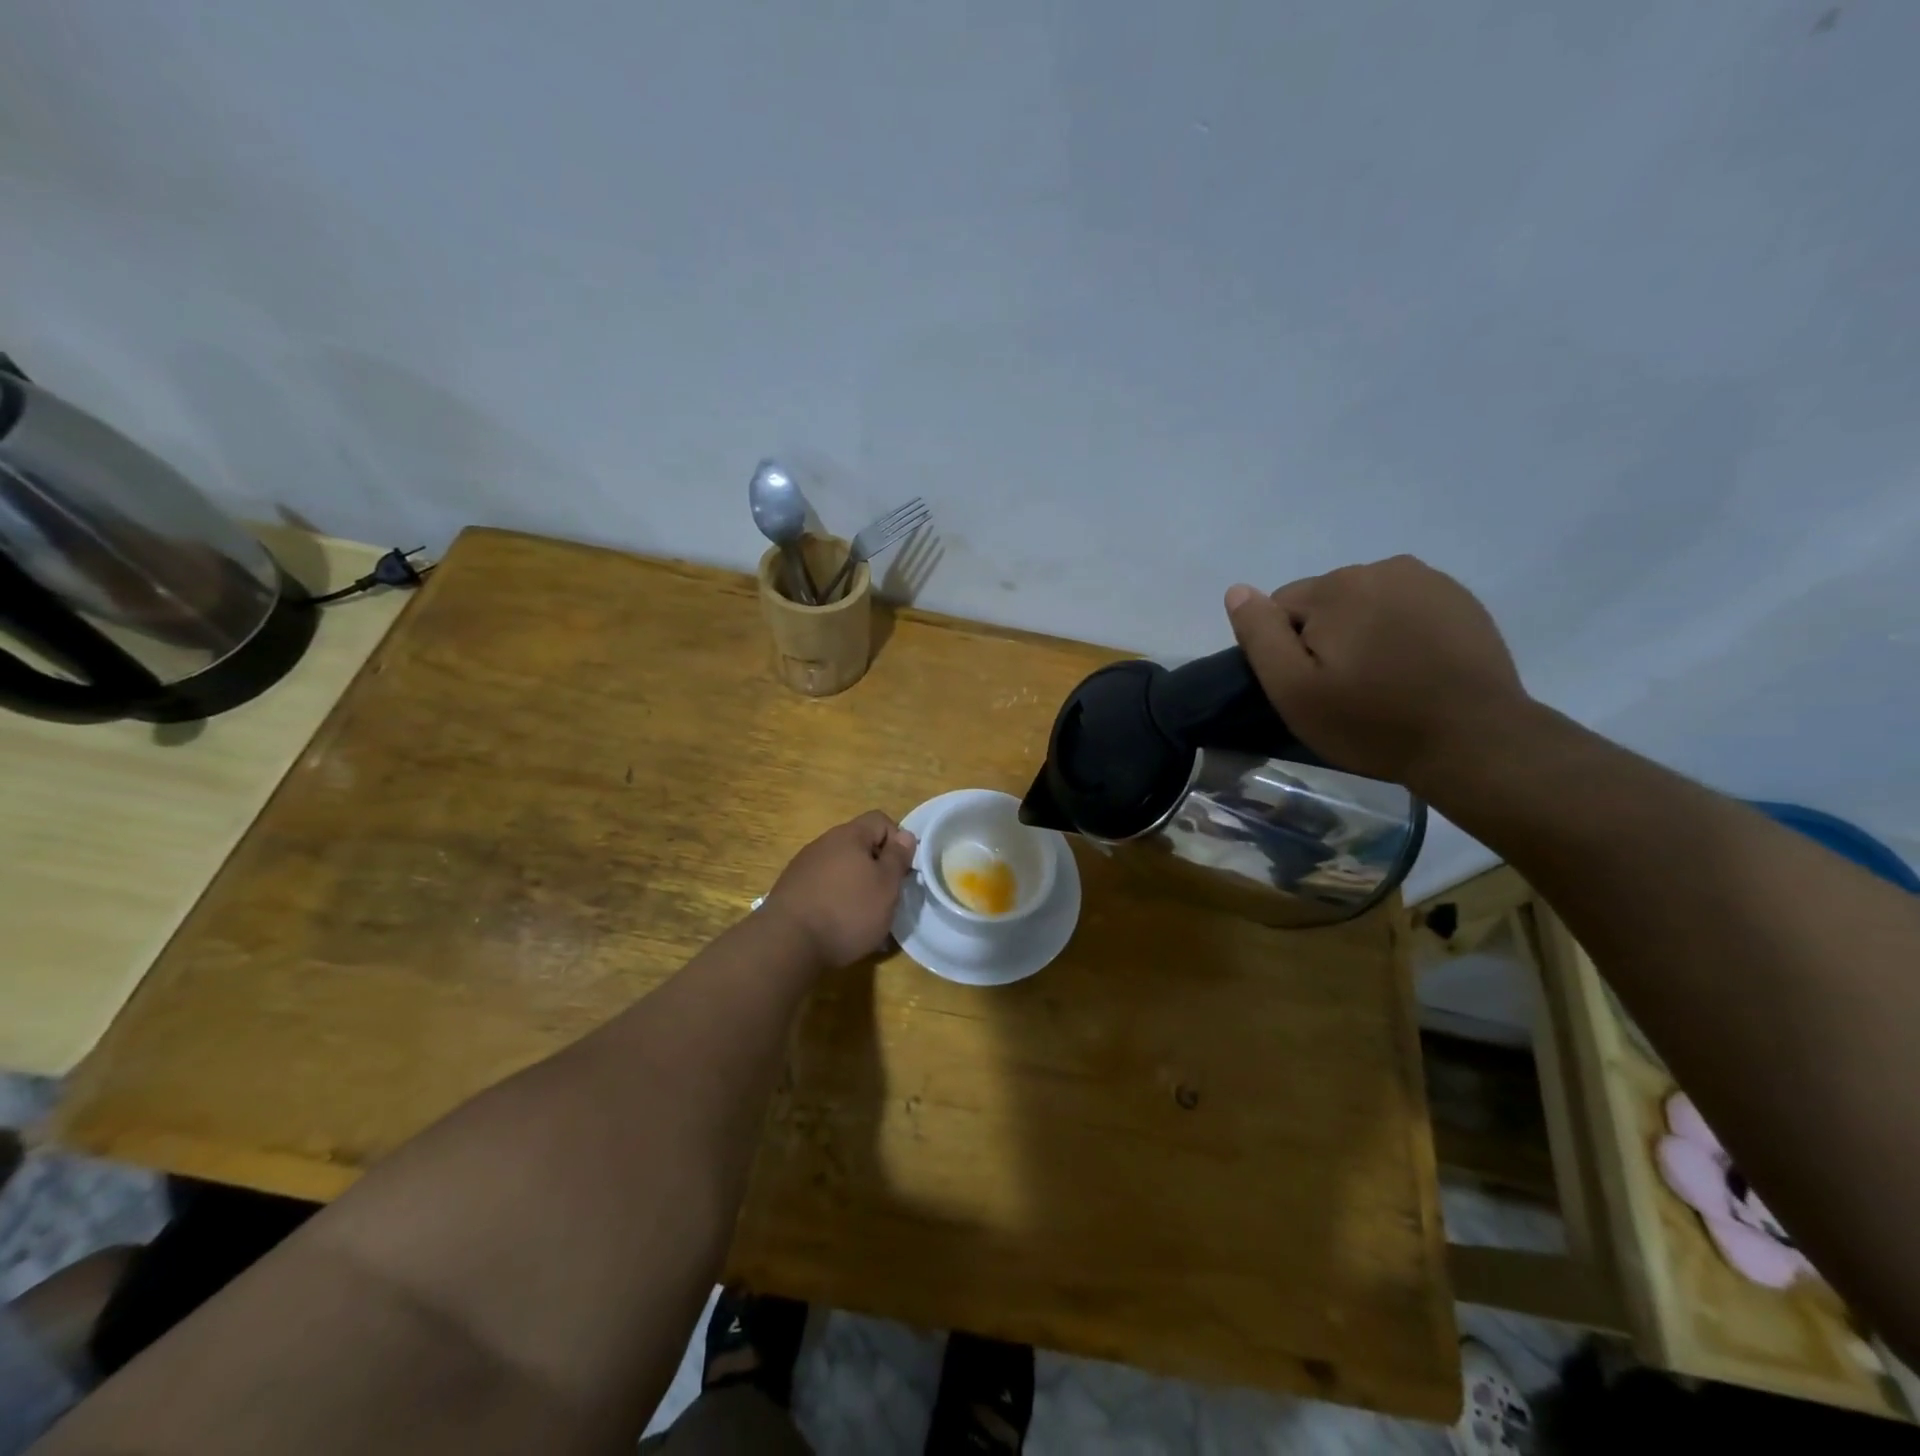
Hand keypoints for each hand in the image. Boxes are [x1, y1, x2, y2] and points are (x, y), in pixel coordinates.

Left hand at [766, 811, 917, 968]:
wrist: (787, 943)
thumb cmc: (847, 911)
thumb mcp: (886, 886)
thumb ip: (898, 858)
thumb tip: (905, 835)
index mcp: (849, 835)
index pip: (880, 820)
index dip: (897, 841)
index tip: (902, 871)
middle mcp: (824, 843)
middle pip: (859, 844)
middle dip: (876, 867)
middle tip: (886, 896)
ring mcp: (804, 865)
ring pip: (841, 867)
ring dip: (856, 884)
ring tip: (863, 916)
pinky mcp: (791, 889)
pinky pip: (823, 885)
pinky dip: (835, 898)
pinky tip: (837, 924)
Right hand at [1224, 555, 1530, 788]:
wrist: (1475, 741)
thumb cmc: (1372, 722)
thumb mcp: (1294, 690)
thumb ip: (1260, 635)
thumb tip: (1238, 590)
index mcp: (1337, 586)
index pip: (1280, 607)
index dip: (1286, 650)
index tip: (1311, 686)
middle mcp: (1383, 567)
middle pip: (1324, 602)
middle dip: (1324, 638)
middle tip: (1345, 688)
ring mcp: (1428, 580)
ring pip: (1365, 603)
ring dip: (1361, 632)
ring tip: (1382, 679)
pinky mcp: (1460, 599)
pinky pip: (1404, 607)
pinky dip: (1398, 631)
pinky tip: (1413, 669)